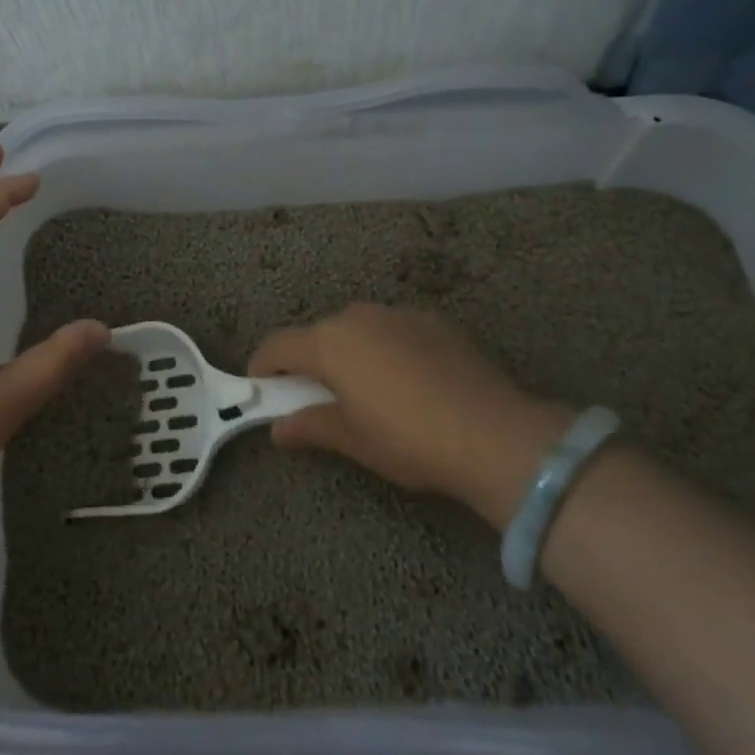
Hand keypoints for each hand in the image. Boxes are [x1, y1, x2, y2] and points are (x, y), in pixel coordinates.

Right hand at [247, 303, 571, 526]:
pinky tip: (409, 381)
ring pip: (358, 328)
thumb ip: (311, 426)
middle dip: (310, 361)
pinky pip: (394, 330)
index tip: (259, 387)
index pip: (279, 346)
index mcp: (330, 343)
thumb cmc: (410, 440)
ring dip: (350, 352)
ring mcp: (399, 313)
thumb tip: (279, 429)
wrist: (495, 434)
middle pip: (319, 334)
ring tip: (367, 389)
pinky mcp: (434, 320)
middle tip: (316, 397)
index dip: (263, 365)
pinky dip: (386, 348)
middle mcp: (359, 316)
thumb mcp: (354, 440)